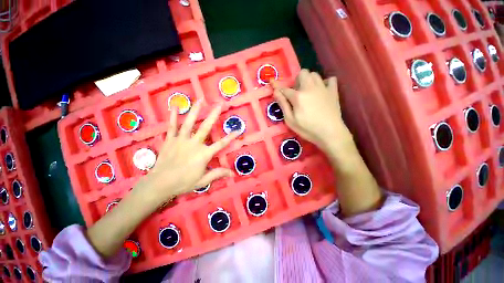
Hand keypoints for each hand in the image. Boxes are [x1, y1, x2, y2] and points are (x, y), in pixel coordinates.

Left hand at [133, 101, 238, 206]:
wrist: (160, 184)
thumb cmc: (183, 183)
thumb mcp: (203, 180)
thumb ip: (218, 174)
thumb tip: (233, 173)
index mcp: (203, 154)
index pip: (221, 144)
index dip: (231, 137)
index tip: (238, 130)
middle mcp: (194, 144)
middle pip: (206, 127)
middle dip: (214, 115)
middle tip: (220, 104)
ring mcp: (181, 140)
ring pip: (189, 122)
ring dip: (195, 110)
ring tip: (201, 99)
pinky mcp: (170, 140)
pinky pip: (172, 126)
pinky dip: (173, 116)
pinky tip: (174, 106)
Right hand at [272, 69, 350, 152]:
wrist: (330, 133)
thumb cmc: (307, 129)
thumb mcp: (290, 120)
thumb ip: (283, 105)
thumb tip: (276, 92)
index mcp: (298, 96)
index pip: (285, 88)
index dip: (278, 87)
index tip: (272, 82)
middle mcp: (310, 88)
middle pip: (302, 73)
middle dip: (297, 80)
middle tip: (297, 93)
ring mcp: (323, 88)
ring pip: (314, 74)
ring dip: (309, 80)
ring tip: (308, 92)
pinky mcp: (333, 91)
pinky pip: (330, 79)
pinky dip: (325, 82)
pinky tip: (322, 91)